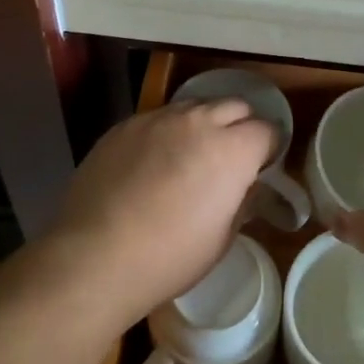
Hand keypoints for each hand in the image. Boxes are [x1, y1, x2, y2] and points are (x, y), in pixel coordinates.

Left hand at [49, 97, 278, 325]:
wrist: (95, 256)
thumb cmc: (169, 257)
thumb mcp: (221, 238)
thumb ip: (242, 201)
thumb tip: (246, 186)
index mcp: (232, 150)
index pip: (267, 130)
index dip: (269, 148)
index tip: (262, 167)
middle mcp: (199, 121)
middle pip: (235, 106)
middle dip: (240, 126)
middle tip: (231, 157)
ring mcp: (159, 118)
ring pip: (195, 106)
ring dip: (203, 124)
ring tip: (191, 155)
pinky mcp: (126, 125)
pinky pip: (158, 118)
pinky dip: (166, 132)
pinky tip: (152, 162)